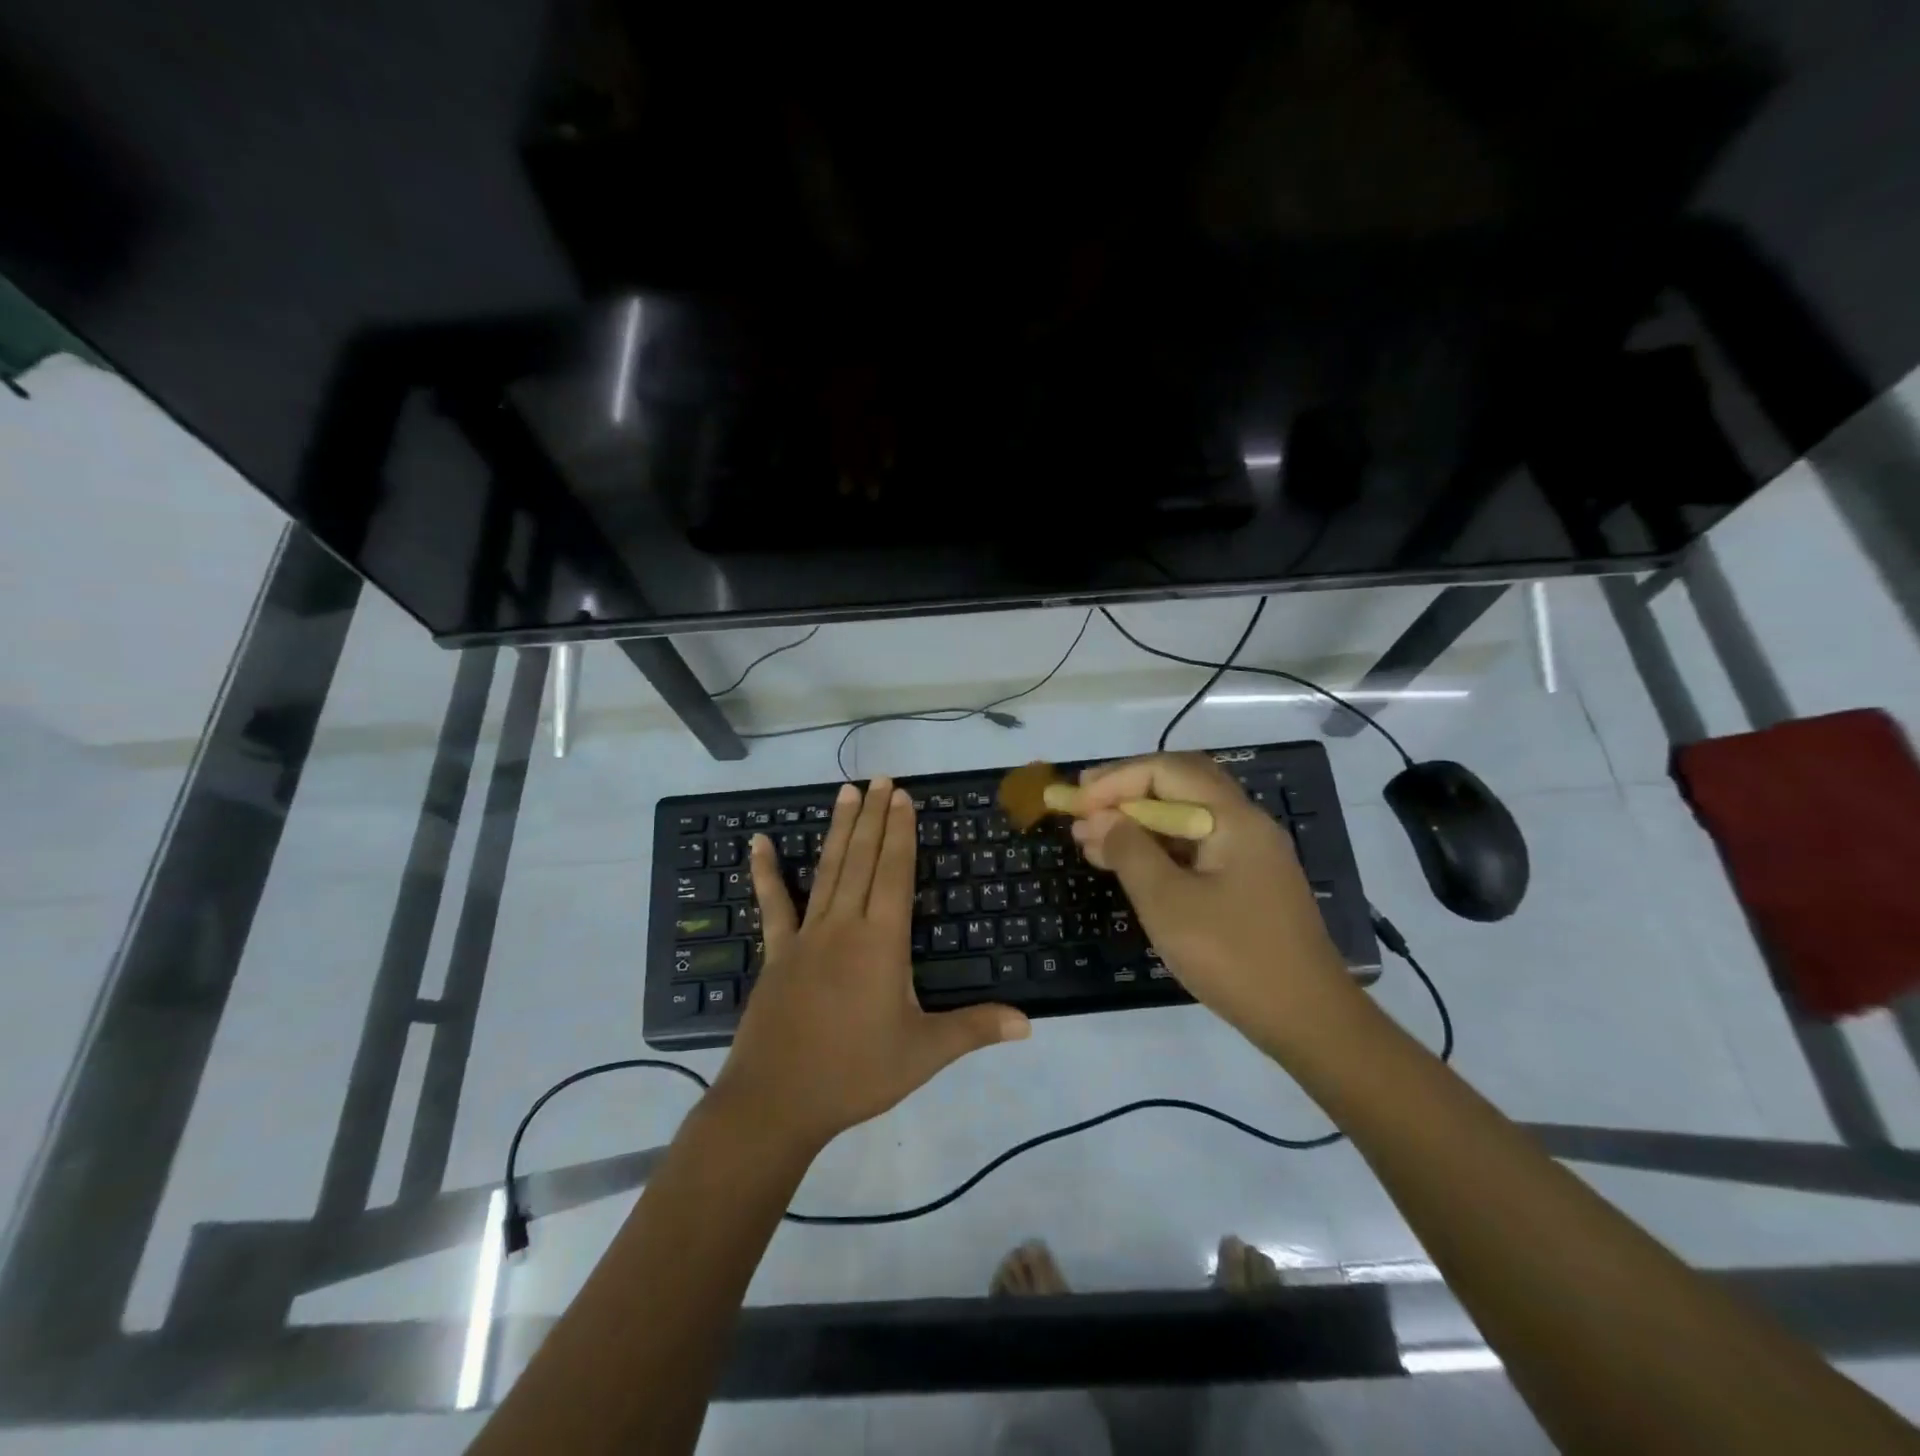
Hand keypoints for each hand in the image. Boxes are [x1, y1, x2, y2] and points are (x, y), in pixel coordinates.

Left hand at [711, 778, 1030, 1152]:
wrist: (777, 1101)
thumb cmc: (856, 1073)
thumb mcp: (924, 1053)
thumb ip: (975, 1028)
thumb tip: (1029, 1021)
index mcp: (882, 941)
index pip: (895, 872)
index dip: (901, 831)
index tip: (902, 796)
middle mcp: (845, 925)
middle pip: (863, 859)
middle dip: (874, 816)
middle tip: (881, 779)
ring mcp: (807, 935)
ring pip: (828, 870)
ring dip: (839, 829)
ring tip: (845, 792)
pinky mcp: (778, 952)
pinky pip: (773, 904)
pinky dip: (765, 871)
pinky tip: (758, 841)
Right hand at [1072, 753, 1355, 1045]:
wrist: (1307, 1019)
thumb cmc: (1232, 956)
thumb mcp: (1167, 902)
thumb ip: (1129, 851)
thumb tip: (1099, 818)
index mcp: (1232, 817)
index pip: (1165, 771)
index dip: (1115, 780)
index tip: (1076, 802)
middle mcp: (1245, 823)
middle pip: (1179, 783)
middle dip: (1126, 790)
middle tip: (1082, 805)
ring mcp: (1249, 853)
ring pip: (1185, 816)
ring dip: (1138, 820)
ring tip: (1089, 837)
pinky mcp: (1246, 882)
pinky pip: (1194, 846)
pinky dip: (1157, 847)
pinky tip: (1126, 863)